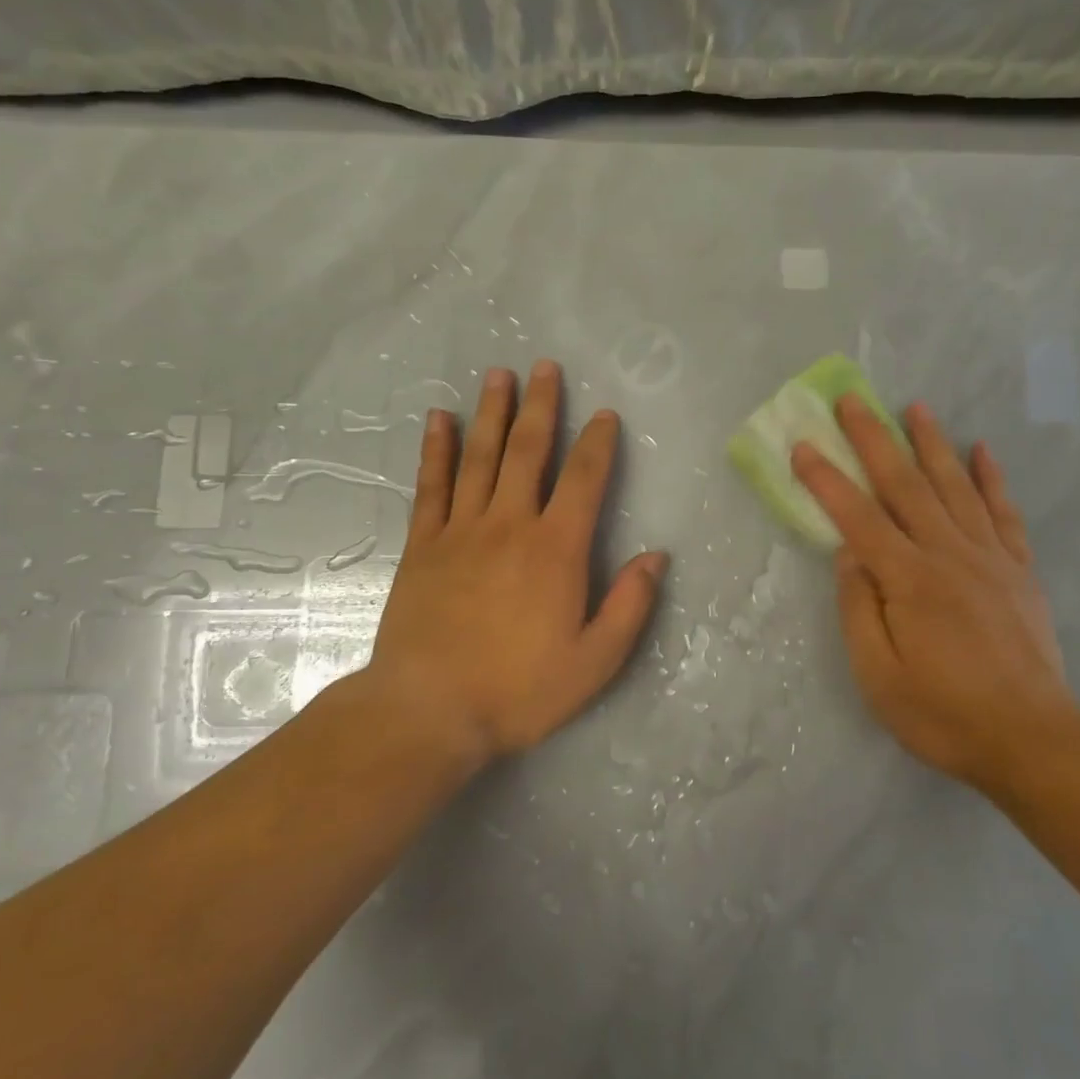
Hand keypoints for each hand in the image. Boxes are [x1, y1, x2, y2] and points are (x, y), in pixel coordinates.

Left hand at [362, 360, 667, 765]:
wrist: (428, 711)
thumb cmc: (518, 690)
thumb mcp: (594, 662)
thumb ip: (630, 606)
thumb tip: (656, 557)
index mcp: (556, 549)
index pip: (584, 480)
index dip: (598, 443)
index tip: (605, 414)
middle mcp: (510, 525)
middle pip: (529, 451)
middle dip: (541, 407)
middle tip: (545, 366)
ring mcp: (461, 530)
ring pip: (480, 457)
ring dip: (491, 412)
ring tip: (499, 375)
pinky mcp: (423, 545)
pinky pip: (431, 485)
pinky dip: (436, 450)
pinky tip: (439, 420)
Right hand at [791, 396, 1074, 795]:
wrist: (1034, 740)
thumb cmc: (944, 714)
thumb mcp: (879, 675)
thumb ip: (859, 608)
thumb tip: (849, 554)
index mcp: (909, 580)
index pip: (858, 516)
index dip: (827, 479)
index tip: (803, 445)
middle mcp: (949, 554)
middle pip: (905, 484)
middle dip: (874, 438)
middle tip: (853, 400)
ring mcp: (990, 558)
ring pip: (955, 486)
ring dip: (931, 443)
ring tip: (915, 406)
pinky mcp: (1018, 570)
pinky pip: (1003, 512)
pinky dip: (992, 478)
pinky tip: (982, 450)